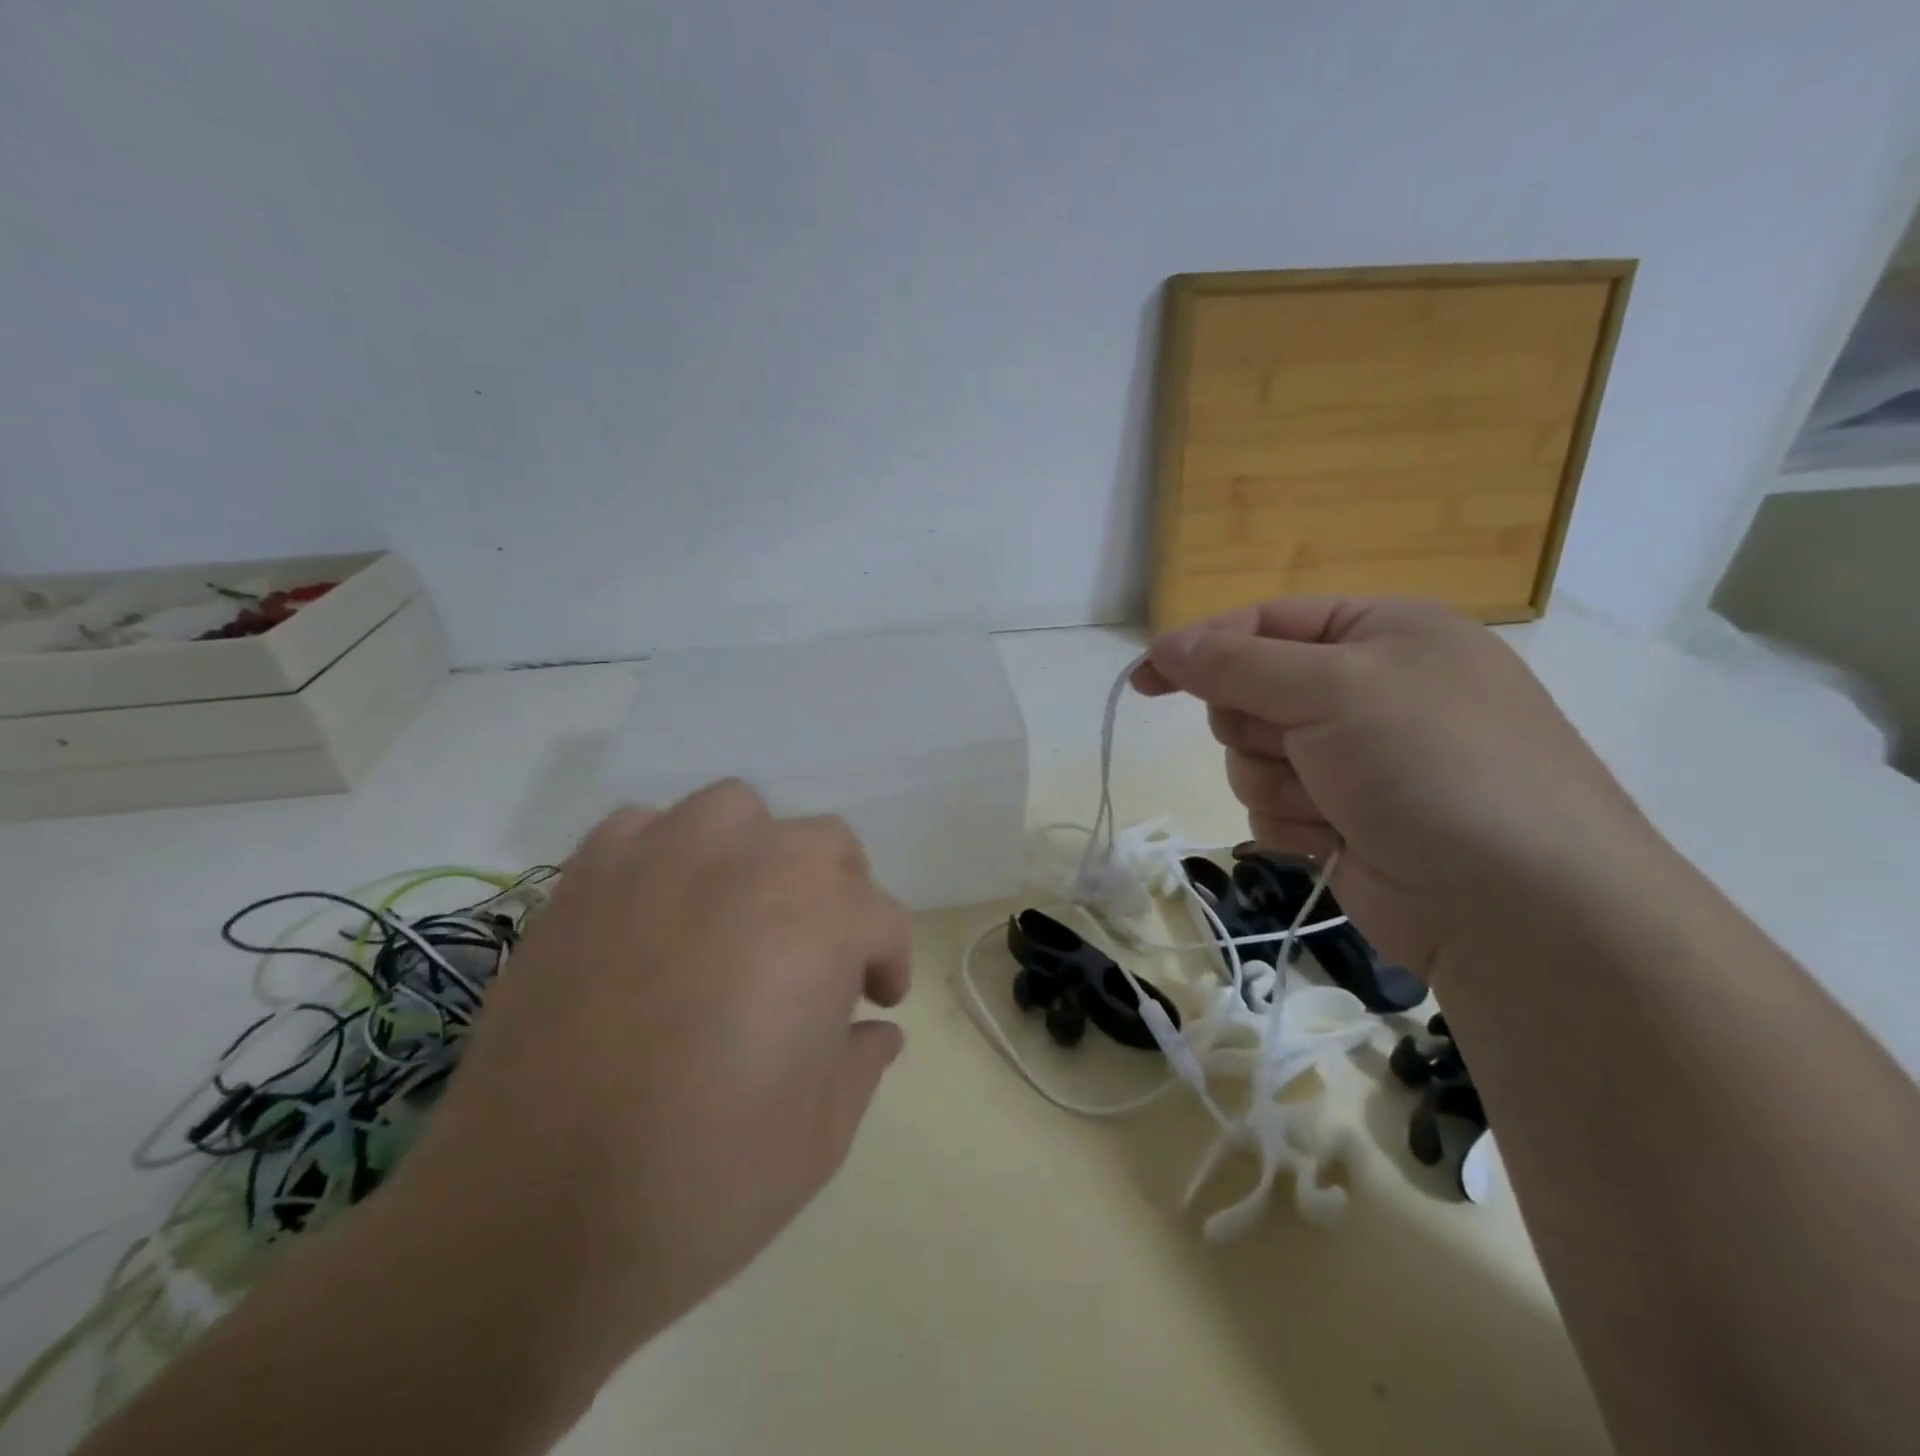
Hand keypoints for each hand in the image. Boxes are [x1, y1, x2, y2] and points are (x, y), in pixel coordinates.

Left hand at [394, 781, 911, 1377]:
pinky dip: (664, 853)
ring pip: (736, 810)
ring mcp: (660, 861)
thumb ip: (861, 1063)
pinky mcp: (584, 880)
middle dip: (838, 894)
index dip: (888, 961)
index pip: (881, 918)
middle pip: (824, 844)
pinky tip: (657, 908)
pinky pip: (642, 828)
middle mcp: (750, 866)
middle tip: (818, 958)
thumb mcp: (820, 1136)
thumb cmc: (704, 1181)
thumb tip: (878, 1032)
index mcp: (821, 922)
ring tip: (741, 913)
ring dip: (756, 852)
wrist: (528, 1220)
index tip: (876, 1001)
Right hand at [1134, 597, 1660, 977]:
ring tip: (1334, 803)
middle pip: (1251, 694)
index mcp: (1381, 633)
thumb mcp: (1333, 688)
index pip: (1264, 622)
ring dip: (1278, 781)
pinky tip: (1338, 838)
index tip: (1145, 680)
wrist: (1518, 906)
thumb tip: (1163, 645)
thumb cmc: (1432, 765)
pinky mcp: (1341, 819)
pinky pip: (1271, 806)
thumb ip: (1236, 664)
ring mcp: (1353, 760)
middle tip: (1298, 744)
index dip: (1201, 648)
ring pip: (1252, 757)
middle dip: (1258, 726)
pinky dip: (1292, 822)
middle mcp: (1367, 690)